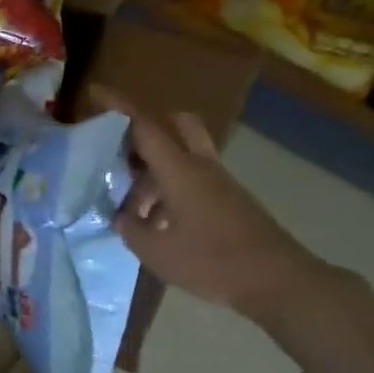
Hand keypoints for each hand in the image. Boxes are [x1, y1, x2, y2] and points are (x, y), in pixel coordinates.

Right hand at [95, 88, 334, 324]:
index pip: (144, 126)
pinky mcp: (231, 201)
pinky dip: (171, 190)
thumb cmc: (212, 261)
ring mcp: (220, 182)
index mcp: (179, 170)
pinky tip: (159, 224)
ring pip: (183, 156)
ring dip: (155, 170)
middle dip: (146, 127)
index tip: (95, 91)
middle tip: (122, 151)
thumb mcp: (157, 252)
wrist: (278, 281)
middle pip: (176, 124)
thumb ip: (132, 230)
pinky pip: (194, 180)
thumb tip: (122, 217)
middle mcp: (201, 166)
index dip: (118, 106)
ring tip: (132, 209)